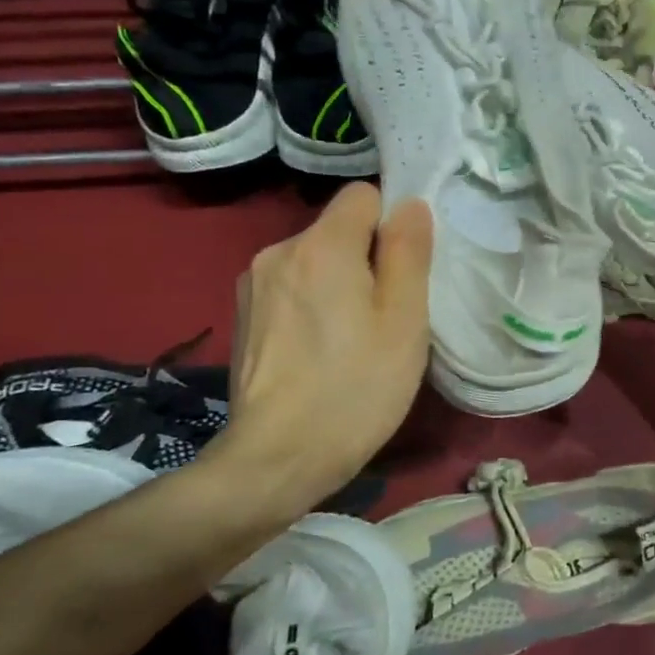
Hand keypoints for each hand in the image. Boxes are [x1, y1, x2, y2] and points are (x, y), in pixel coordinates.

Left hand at [215, 183, 432, 515]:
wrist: (278, 459)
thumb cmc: (356, 388)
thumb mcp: (404, 320)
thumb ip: (409, 252)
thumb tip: (411, 205)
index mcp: (321, 246)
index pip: (363, 195)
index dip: (391, 225)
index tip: (403, 271)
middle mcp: (278, 251)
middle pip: (338, 230)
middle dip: (366, 258)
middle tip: (385, 316)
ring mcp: (253, 284)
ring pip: (315, 260)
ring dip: (338, 283)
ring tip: (351, 338)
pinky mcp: (243, 316)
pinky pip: (292, 287)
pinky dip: (311, 304)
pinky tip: (319, 351)